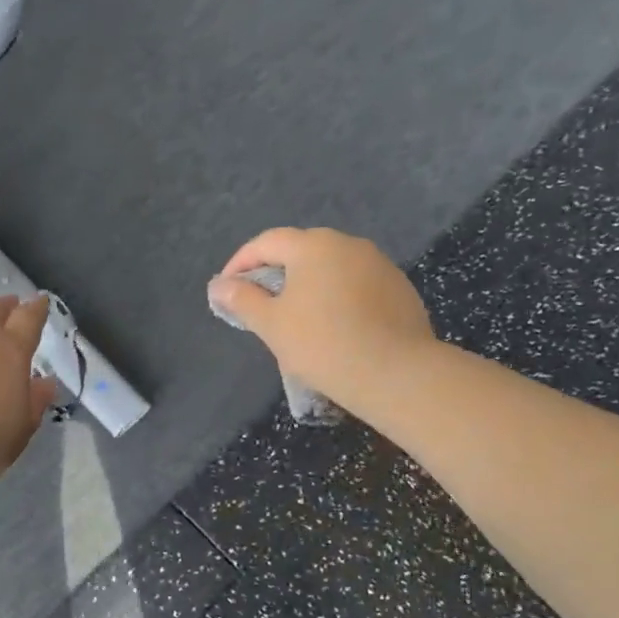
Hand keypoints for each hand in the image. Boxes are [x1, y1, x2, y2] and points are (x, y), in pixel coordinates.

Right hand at [207, 228, 436, 398]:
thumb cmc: (323, 344)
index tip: (226, 290)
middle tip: (259, 303)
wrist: (398, 374)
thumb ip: (241, 299)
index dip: (240, 263)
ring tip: (296, 316)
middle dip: (275, 272)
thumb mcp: (271, 324)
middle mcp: (348, 244)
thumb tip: (218, 285)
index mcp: (313, 245)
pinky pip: (356, 284)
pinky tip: (334, 326)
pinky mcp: (400, 289)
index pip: (266, 242)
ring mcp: (379, 264)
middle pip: (300, 250)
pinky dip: (337, 297)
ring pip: (331, 267)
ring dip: (308, 284)